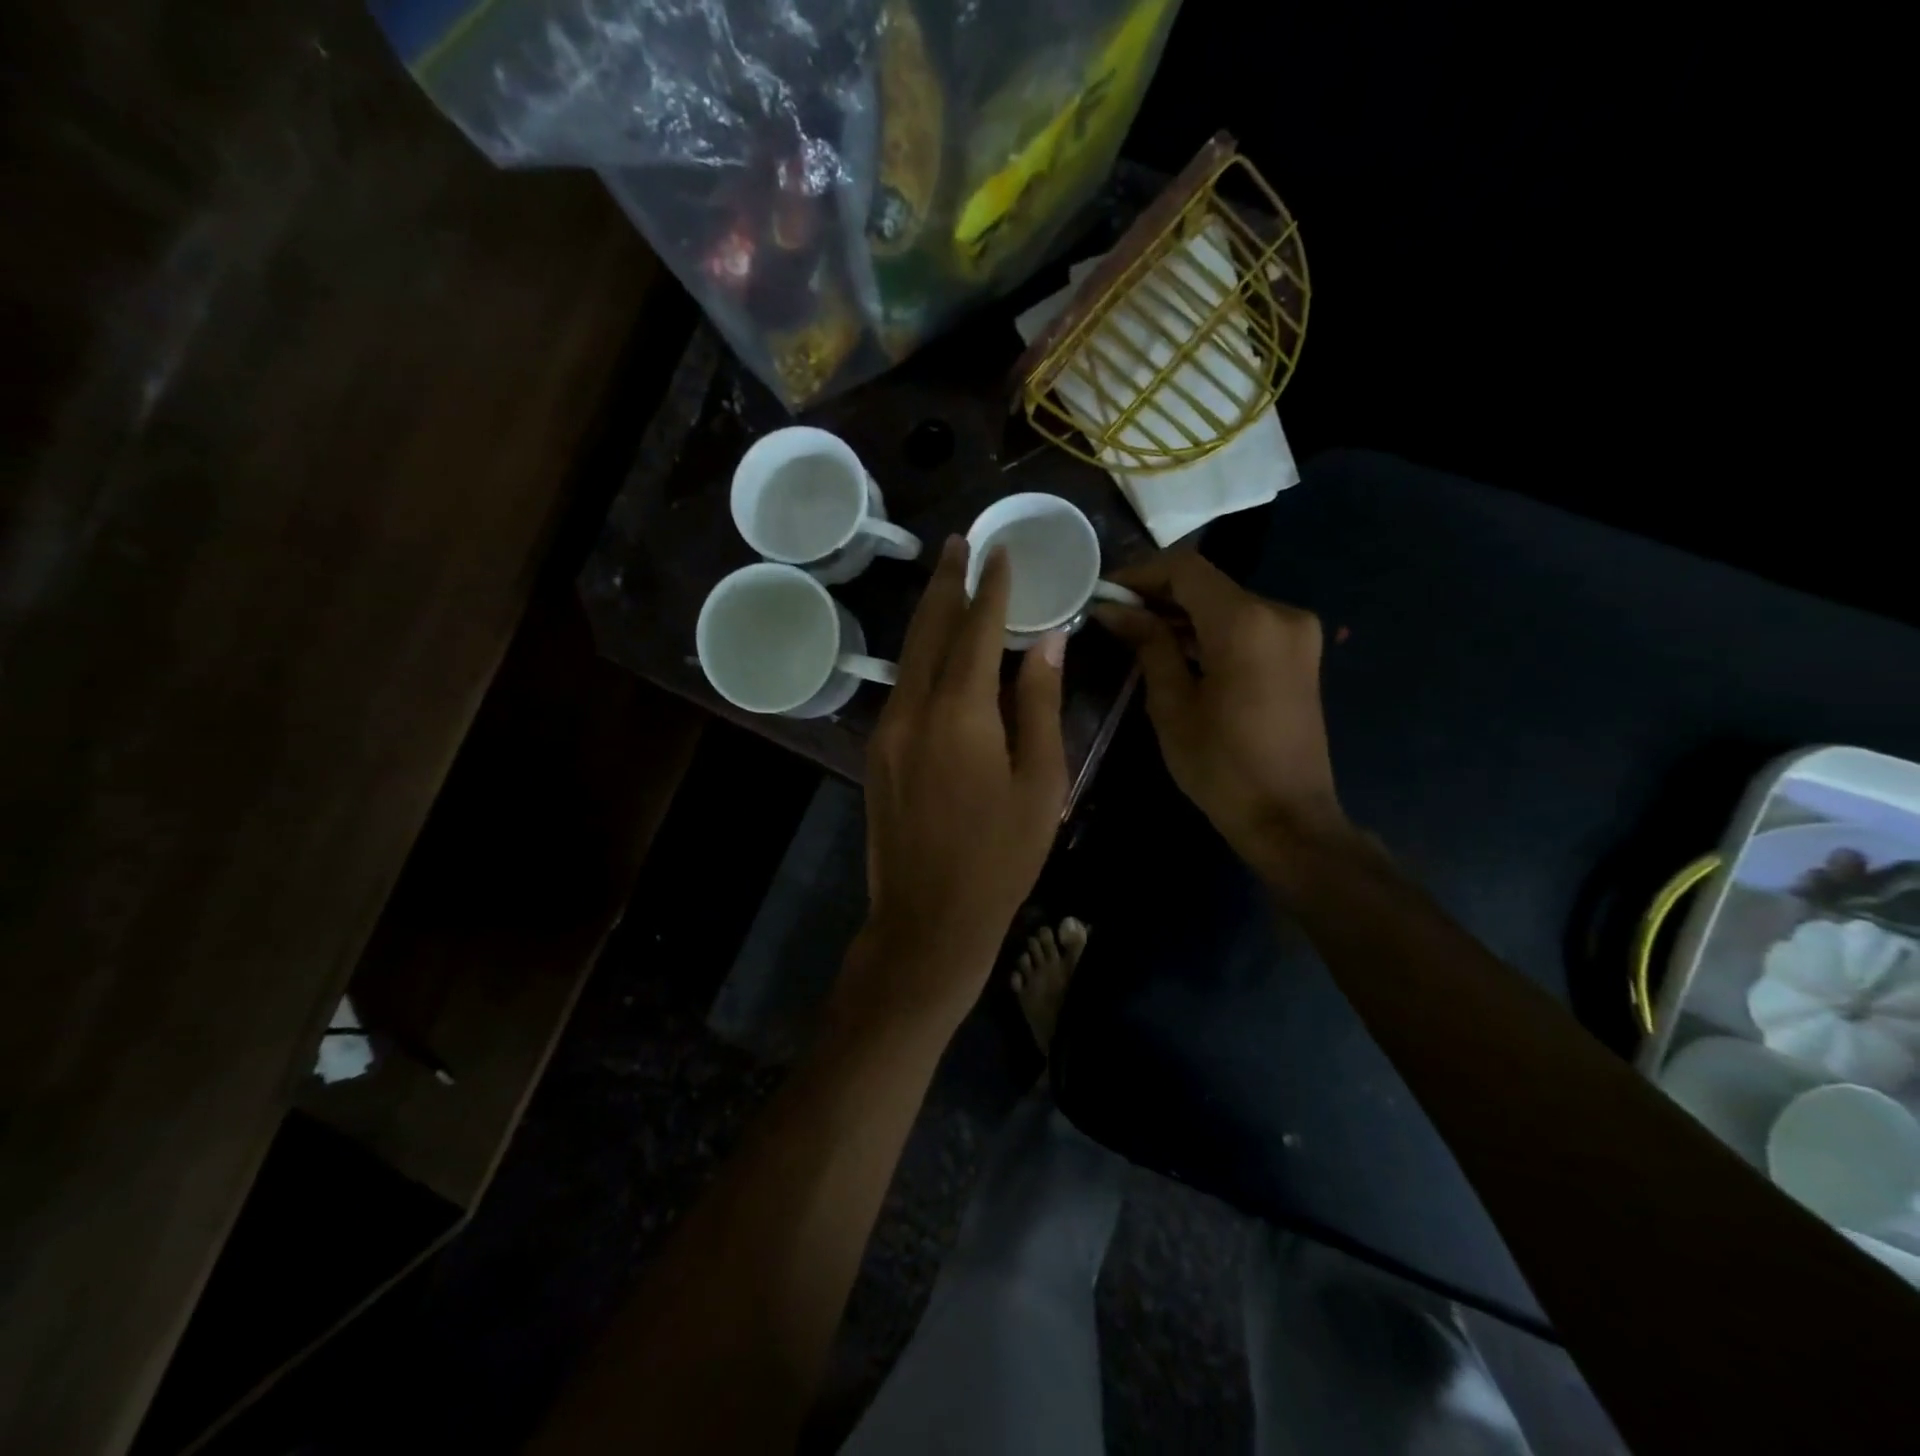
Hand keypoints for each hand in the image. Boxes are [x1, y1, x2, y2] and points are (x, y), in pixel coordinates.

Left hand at [843, 537, 1068, 1031]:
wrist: (928, 918)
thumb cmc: (1000, 856)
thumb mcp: (1040, 782)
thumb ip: (1039, 704)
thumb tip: (1049, 641)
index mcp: (960, 713)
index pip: (978, 630)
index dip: (992, 588)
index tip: (1002, 551)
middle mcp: (913, 709)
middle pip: (930, 629)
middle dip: (947, 582)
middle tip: (960, 542)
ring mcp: (886, 730)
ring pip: (909, 656)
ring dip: (930, 615)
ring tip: (947, 580)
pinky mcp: (876, 752)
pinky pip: (902, 687)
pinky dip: (921, 656)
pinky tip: (936, 650)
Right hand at [1095, 552, 1348, 863]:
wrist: (1288, 815)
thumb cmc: (1220, 766)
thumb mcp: (1172, 704)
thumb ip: (1148, 644)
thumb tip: (1114, 609)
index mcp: (1246, 623)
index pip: (1186, 569)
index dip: (1139, 573)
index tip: (1103, 593)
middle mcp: (1279, 613)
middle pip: (1207, 583)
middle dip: (1157, 593)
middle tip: (1112, 615)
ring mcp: (1295, 632)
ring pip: (1225, 602)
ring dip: (1181, 613)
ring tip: (1135, 632)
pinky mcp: (1298, 652)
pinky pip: (1244, 624)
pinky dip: (1208, 629)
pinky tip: (1174, 648)